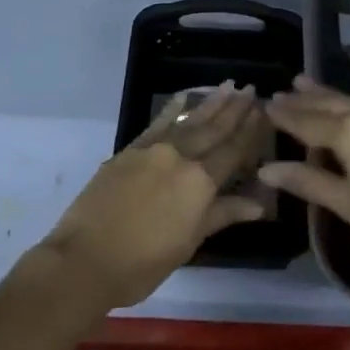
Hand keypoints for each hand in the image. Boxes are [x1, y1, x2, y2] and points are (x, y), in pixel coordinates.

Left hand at [39, 83, 268, 310]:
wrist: (85, 259)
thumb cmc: (142, 263)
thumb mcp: (189, 243)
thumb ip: (222, 214)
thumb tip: (259, 202)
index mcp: (200, 182)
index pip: (233, 151)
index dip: (250, 131)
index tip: (264, 110)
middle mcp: (181, 157)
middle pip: (214, 129)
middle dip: (235, 109)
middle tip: (252, 89)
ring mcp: (154, 149)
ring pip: (189, 120)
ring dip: (211, 102)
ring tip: (228, 86)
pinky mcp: (131, 149)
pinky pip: (158, 122)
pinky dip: (173, 108)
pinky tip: (184, 96)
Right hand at [261, 77, 349, 283]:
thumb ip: (308, 182)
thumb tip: (265, 169)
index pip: (308, 120)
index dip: (285, 115)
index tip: (265, 105)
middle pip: (330, 103)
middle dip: (304, 99)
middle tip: (281, 92)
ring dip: (328, 97)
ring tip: (303, 84)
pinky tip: (348, 108)